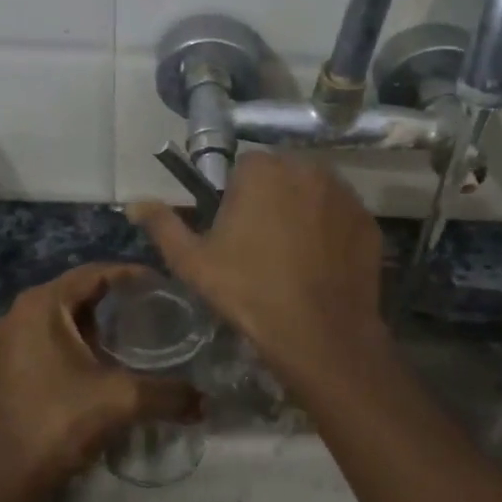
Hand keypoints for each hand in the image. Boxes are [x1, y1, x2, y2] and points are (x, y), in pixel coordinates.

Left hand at [0, 264, 198, 498]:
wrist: (9, 477)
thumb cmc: (61, 421)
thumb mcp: (122, 400)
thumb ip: (169, 393)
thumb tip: (206, 402)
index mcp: (41, 305)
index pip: (94, 273)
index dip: (131, 275)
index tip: (164, 285)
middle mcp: (19, 312)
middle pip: (76, 292)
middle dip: (115, 299)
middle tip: (154, 310)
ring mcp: (8, 340)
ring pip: (62, 317)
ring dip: (95, 323)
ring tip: (134, 334)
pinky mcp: (6, 366)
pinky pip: (48, 338)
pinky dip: (76, 341)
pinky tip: (103, 361)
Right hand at [129, 155, 389, 388]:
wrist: (319, 334)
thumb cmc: (248, 292)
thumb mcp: (192, 262)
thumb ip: (163, 225)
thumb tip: (134, 204)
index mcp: (262, 170)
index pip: (244, 167)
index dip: (235, 198)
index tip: (234, 232)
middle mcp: (307, 168)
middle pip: (281, 176)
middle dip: (270, 199)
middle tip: (261, 245)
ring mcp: (344, 194)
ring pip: (313, 193)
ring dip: (301, 211)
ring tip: (292, 256)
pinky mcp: (368, 220)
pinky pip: (340, 215)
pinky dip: (330, 230)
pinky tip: (320, 264)